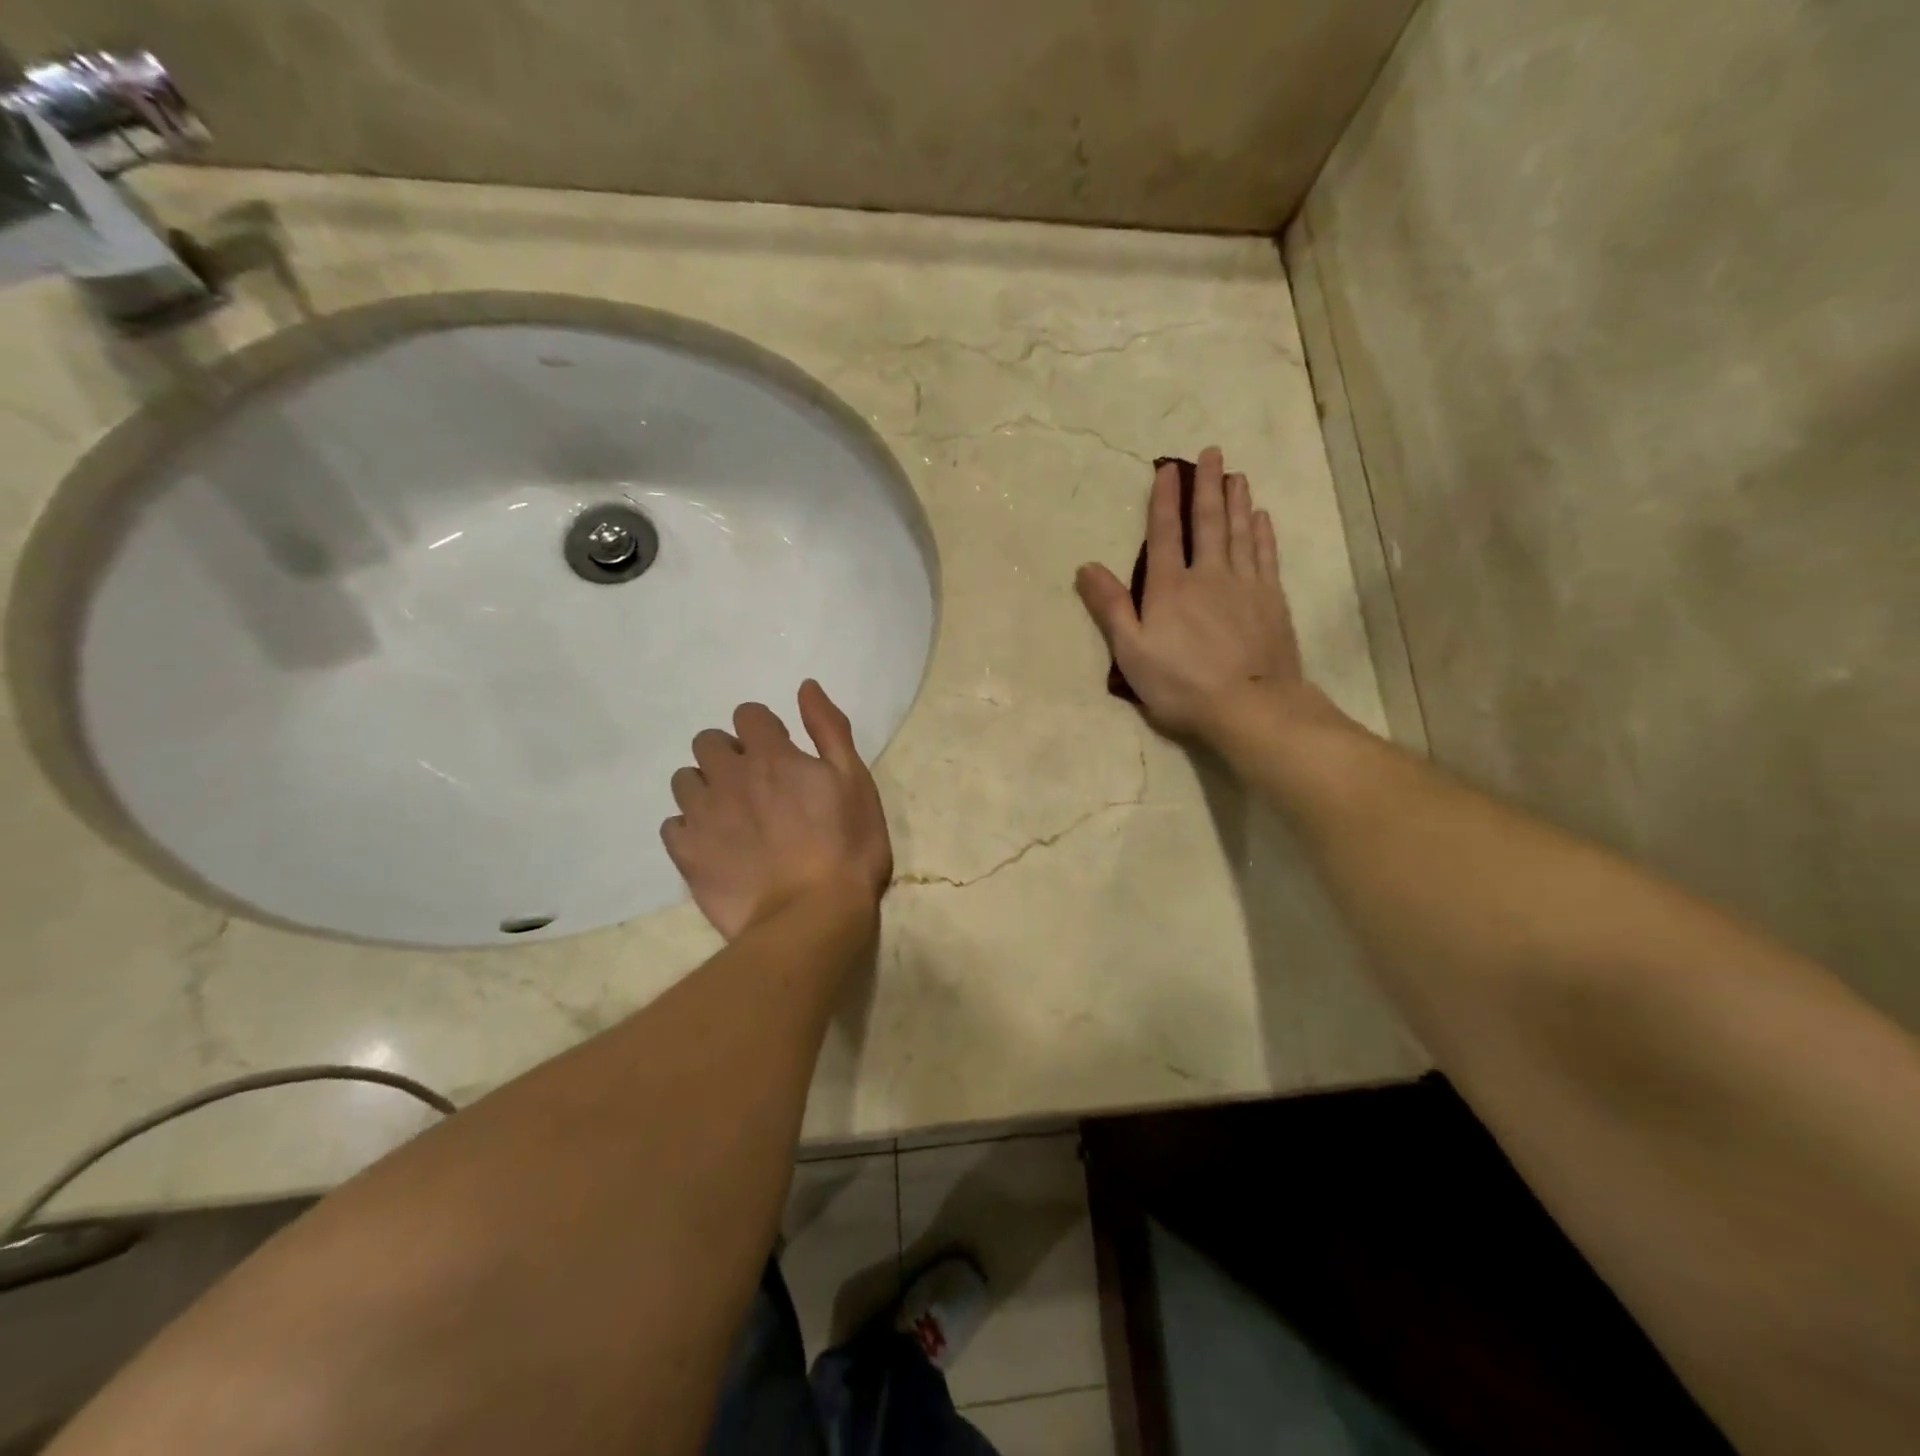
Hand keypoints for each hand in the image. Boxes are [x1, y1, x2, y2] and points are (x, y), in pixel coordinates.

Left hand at [662, 681, 891, 940]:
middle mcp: (729, 776)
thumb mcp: (855, 781)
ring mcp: (703, 815)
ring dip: (706, 787)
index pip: (749, 715)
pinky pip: (673, 825)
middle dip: (728, 753)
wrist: (812, 917)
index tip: (781, 752)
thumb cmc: (847, 847)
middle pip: (707, 741)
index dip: (764, 730)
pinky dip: (690, 828)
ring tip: (732, 815)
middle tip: (756, 784)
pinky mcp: (687, 853)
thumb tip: (806, 686)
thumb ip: (829, 729)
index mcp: (771, 755)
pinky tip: (714, 845)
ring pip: (685, 780)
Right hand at [1076, 447, 1315, 744]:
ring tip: (1236, 475)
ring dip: (1236, 501)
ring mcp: (1245, 585)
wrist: (1251, 707)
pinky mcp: (1271, 600)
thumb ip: (1110, 608)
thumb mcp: (1132, 653)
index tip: (1168, 468)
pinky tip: (1260, 518)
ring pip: (1239, 532)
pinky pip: (1266, 556)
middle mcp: (1208, 575)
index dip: (1164, 499)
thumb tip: (1086, 567)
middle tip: (1212, 453)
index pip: (1164, 534)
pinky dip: (1262, 533)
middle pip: (1207, 522)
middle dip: (1207, 486)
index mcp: (1170, 588)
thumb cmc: (1182, 685)